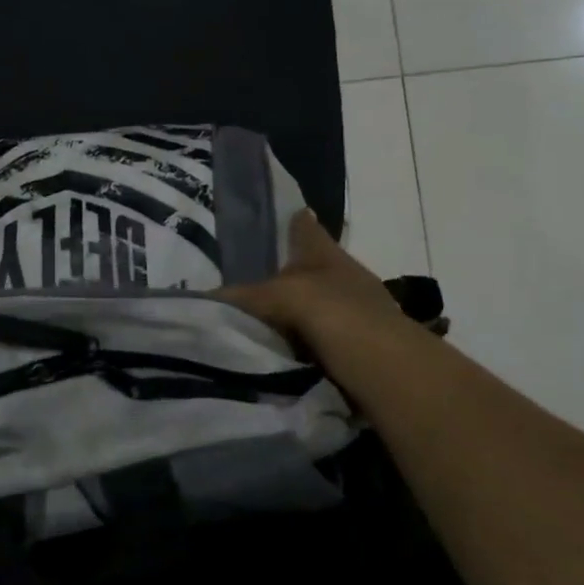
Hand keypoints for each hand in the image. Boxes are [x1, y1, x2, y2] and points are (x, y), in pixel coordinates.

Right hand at [218, 210, 416, 364]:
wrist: (384, 369)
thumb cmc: (333, 314)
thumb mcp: (275, 298)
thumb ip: (239, 299)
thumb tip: (198, 303)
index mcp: (326, 253)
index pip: (304, 227)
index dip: (292, 220)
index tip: (283, 214)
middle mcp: (343, 276)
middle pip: (311, 267)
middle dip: (288, 273)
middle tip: (250, 281)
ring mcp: (355, 313)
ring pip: (316, 305)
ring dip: (296, 313)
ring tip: (260, 322)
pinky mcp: (358, 348)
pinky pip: (319, 339)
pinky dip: (303, 343)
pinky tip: (282, 352)